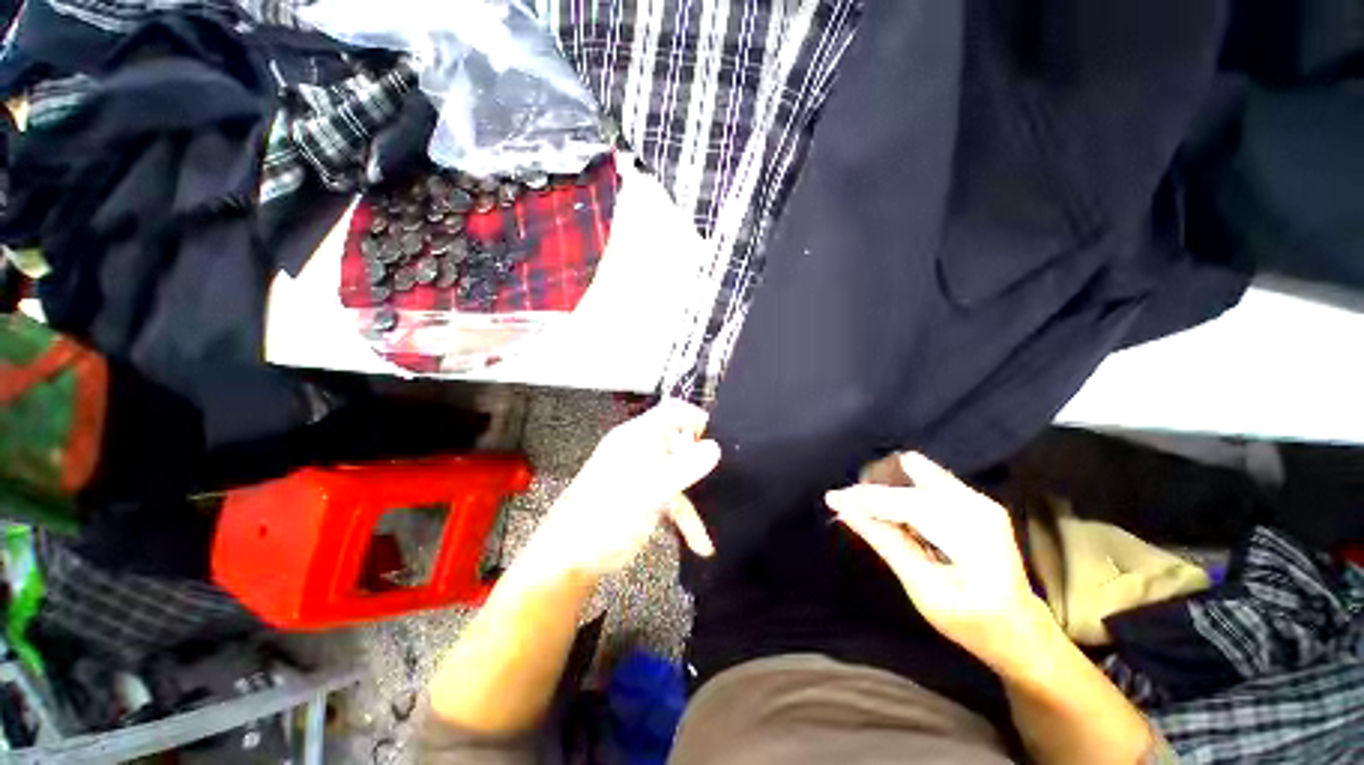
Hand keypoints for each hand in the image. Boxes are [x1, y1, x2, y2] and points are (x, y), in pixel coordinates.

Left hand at [521, 399, 720, 578]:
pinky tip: (698, 543)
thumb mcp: (652, 491)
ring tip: (704, 536)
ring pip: (674, 475)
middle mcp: (638, 449)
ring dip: (690, 501)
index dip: (694, 418)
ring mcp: (637, 473)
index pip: (671, 410)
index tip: (714, 439)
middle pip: (676, 442)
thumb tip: (715, 447)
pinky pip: (666, 496)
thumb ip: (685, 467)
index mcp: (637, 437)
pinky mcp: (636, 495)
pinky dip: (681, 515)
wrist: (568, 558)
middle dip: (696, 463)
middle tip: (714, 480)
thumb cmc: (609, 516)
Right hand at [825, 452, 1050, 671]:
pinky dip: (902, 489)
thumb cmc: (973, 623)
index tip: (832, 498)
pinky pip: (926, 479)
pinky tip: (893, 511)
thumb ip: (886, 543)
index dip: (865, 499)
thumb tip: (846, 510)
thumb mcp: (924, 591)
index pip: (907, 503)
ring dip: (888, 486)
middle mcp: (979, 506)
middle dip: (875, 489)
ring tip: (868, 508)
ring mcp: (980, 499)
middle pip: (911, 478)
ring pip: (917, 472)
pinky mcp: (975, 499)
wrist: (1021, 630)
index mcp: (974, 537)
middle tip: (848, 506)